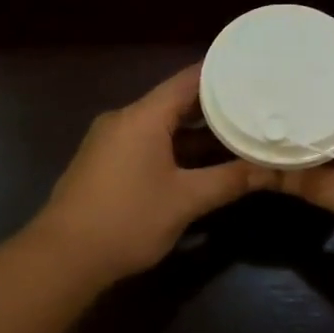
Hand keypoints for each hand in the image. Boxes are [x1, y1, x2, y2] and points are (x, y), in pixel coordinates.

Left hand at [32, 64, 277, 284]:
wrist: (62, 258)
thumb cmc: (127, 220)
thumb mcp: (186, 200)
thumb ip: (229, 181)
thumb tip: (271, 171)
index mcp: (143, 116)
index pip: (189, 80)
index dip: (222, 75)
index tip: (254, 74)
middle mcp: (125, 119)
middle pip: (176, 102)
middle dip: (215, 107)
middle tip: (255, 107)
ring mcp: (111, 141)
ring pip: (162, 126)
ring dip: (196, 133)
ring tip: (238, 134)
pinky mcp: (104, 163)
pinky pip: (147, 143)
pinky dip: (176, 148)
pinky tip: (202, 163)